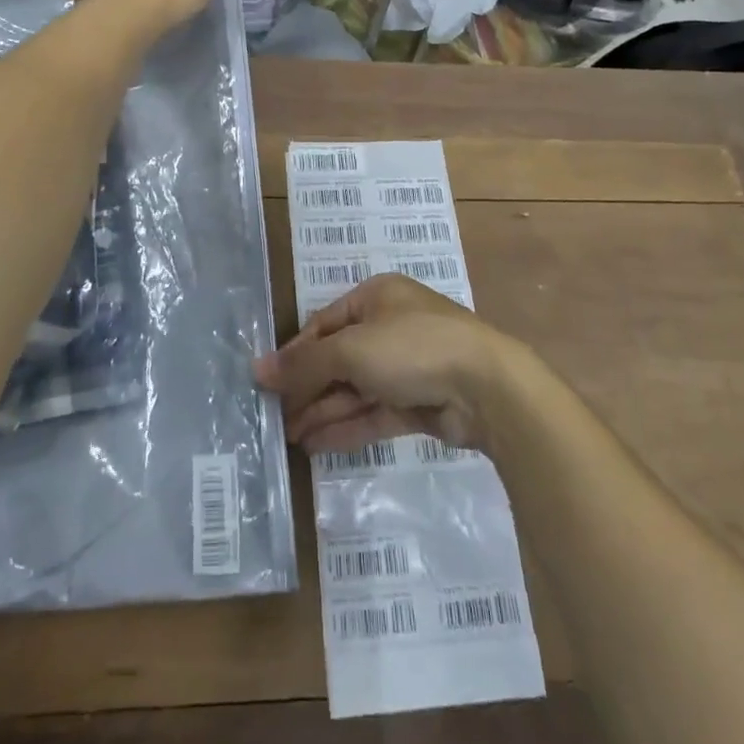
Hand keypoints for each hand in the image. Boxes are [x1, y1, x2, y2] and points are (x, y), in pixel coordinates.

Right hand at [253, 274, 518, 452]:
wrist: (486, 388)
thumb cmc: (412, 348)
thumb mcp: (351, 349)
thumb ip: (304, 363)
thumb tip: (257, 370)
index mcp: (377, 298)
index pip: (324, 324)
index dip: (295, 353)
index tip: (267, 382)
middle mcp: (390, 327)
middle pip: (338, 358)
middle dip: (308, 387)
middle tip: (275, 416)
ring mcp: (407, 367)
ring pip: (355, 389)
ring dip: (323, 411)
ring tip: (288, 437)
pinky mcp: (420, 403)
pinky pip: (374, 413)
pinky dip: (347, 426)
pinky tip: (316, 445)